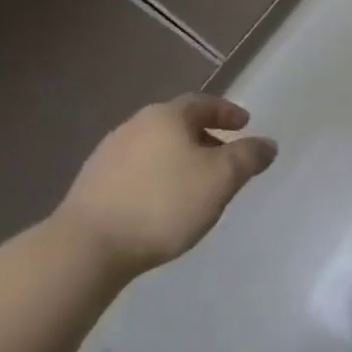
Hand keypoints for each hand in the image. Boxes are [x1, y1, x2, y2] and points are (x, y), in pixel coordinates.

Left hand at [52, 97, 277, 281]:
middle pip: (178, 124)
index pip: (204, 103)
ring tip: (193, 184)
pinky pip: (135, 171)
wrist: (84, 249)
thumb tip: (267, 144)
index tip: (244, 124)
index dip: (227, 113)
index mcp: (167, 115)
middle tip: (222, 156)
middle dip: (204, 137)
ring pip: (155, 148)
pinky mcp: (90, 186)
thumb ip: (248, 157)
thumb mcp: (220, 179)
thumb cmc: (162, 204)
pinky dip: (154, 178)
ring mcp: (108, 154)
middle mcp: (136, 125)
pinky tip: (159, 204)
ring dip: (177, 159)